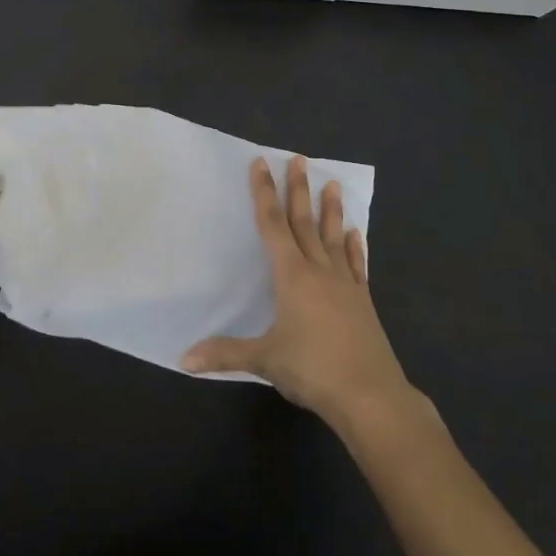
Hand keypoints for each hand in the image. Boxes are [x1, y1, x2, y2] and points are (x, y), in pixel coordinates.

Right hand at [183, 156, 412, 425]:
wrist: (371, 396)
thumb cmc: (313, 370)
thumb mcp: (265, 361)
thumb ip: (225, 354)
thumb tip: (183, 359)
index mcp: (293, 276)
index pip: (273, 225)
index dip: (264, 193)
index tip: (261, 164)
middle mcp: (319, 271)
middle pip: (304, 222)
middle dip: (298, 190)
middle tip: (298, 160)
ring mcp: (345, 285)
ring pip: (334, 237)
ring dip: (330, 210)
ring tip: (332, 183)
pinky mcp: (362, 301)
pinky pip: (356, 265)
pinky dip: (355, 247)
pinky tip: (357, 234)